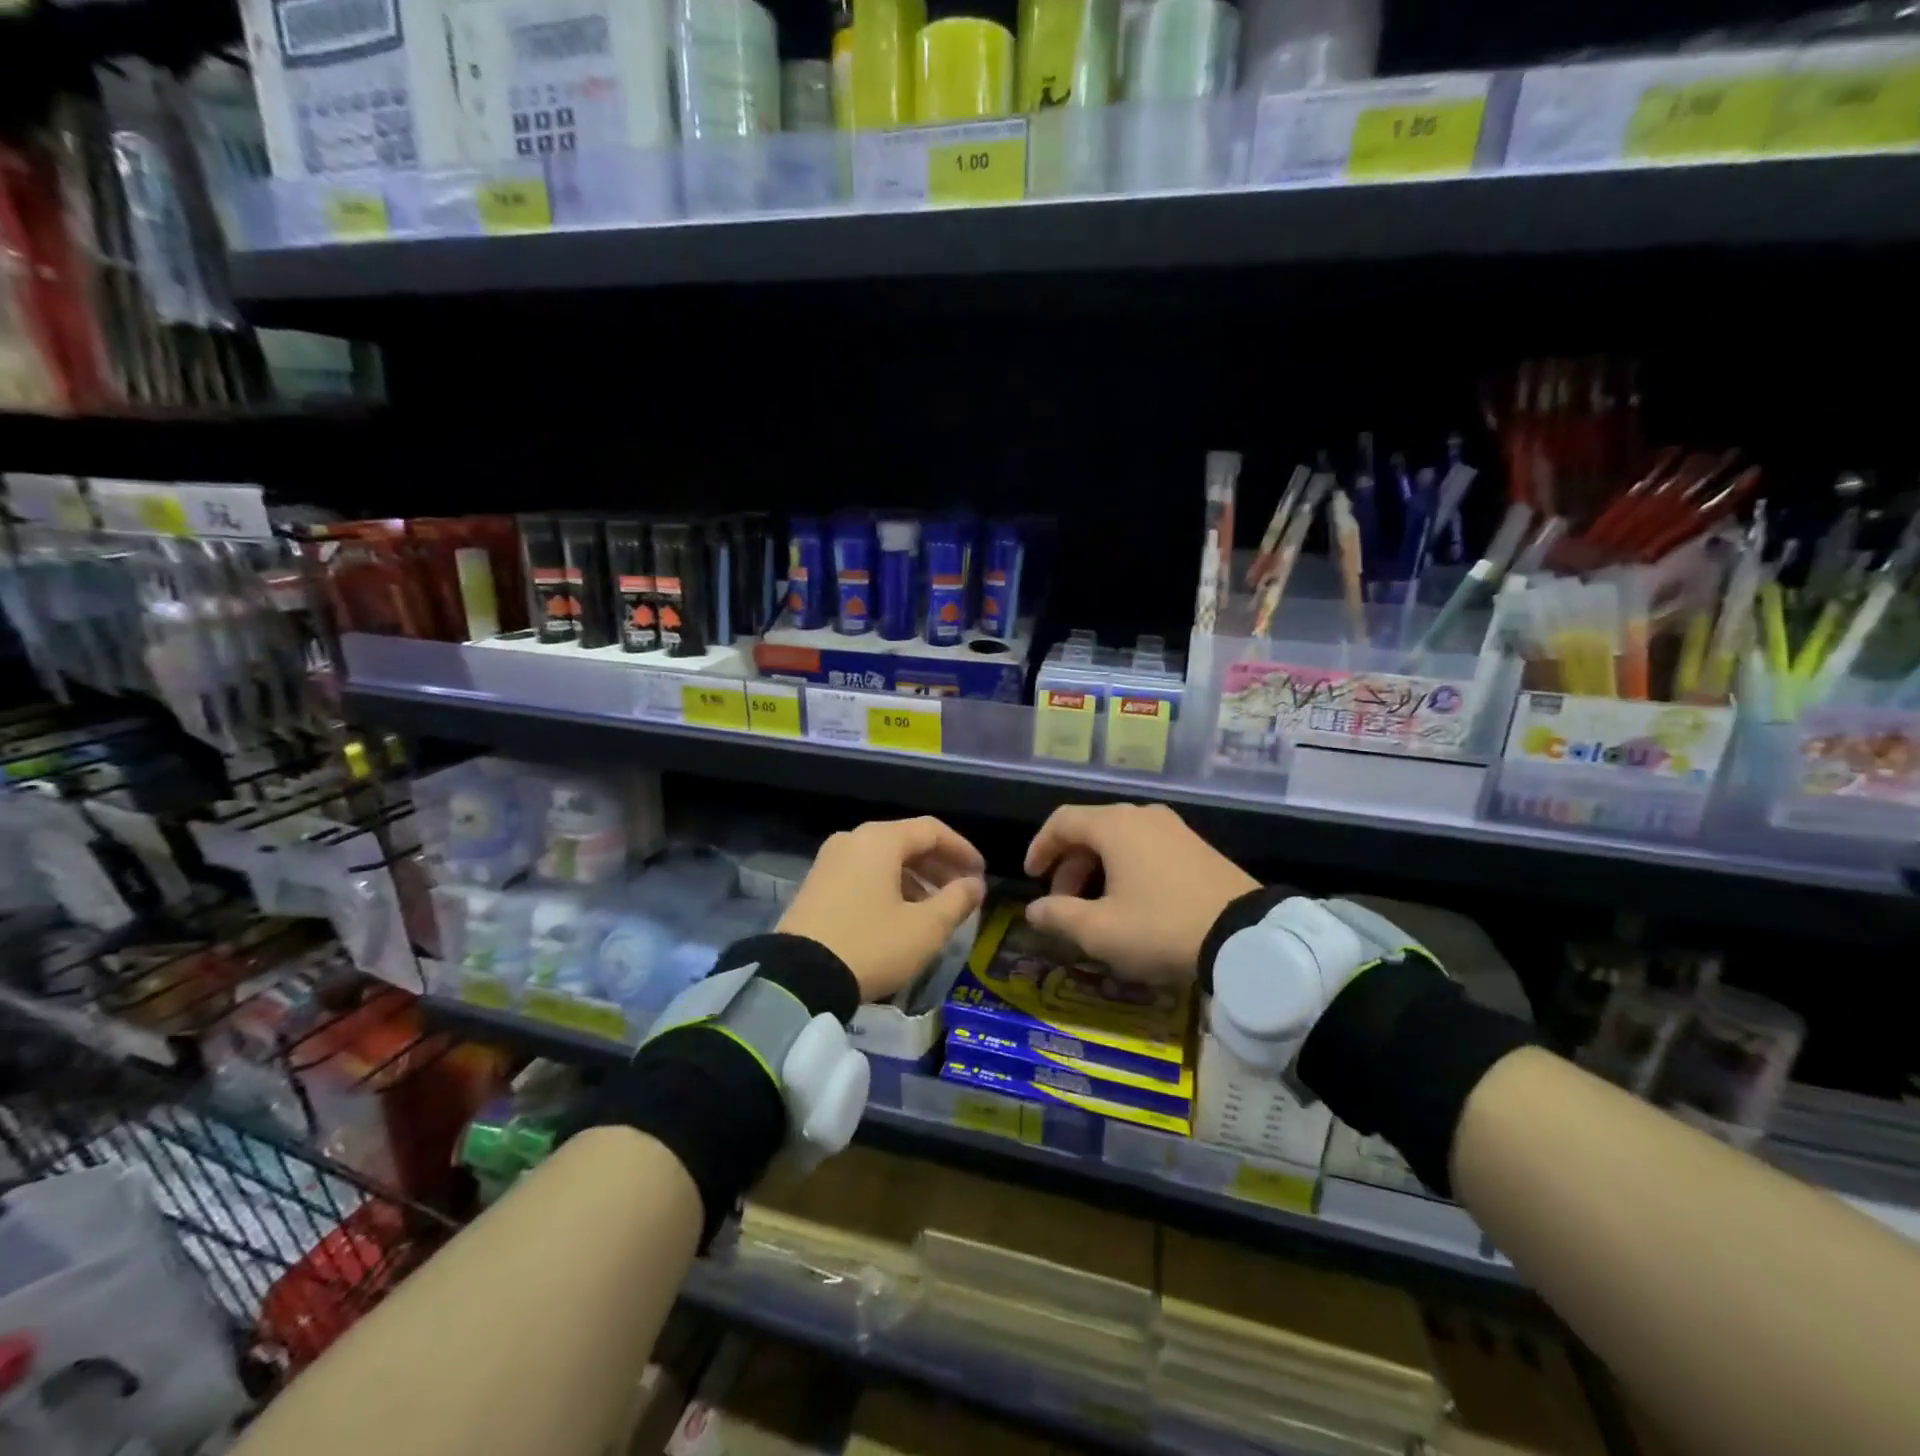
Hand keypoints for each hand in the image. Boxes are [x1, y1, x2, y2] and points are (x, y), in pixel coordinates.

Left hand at [777, 817, 986, 1001]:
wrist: (798, 977)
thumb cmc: (871, 945)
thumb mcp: (925, 928)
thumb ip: (956, 901)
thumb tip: (975, 885)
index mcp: (880, 840)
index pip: (932, 830)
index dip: (962, 850)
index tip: (981, 874)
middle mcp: (853, 840)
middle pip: (906, 842)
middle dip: (939, 865)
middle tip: (963, 891)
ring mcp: (829, 861)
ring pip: (884, 859)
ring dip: (915, 878)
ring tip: (935, 908)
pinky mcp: (816, 884)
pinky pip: (863, 874)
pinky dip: (889, 886)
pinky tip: (901, 915)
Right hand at [1023, 803, 1257, 983]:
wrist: (1246, 938)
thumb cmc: (1161, 927)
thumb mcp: (1101, 930)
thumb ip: (1059, 916)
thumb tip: (1033, 909)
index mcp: (1115, 825)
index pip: (1062, 820)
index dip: (1040, 846)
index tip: (1031, 876)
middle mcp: (1143, 816)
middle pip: (1091, 829)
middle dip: (1069, 865)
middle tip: (1062, 902)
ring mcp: (1174, 828)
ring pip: (1120, 839)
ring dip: (1097, 868)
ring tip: (1095, 907)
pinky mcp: (1196, 846)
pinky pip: (1146, 847)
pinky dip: (1125, 867)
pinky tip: (1131, 901)